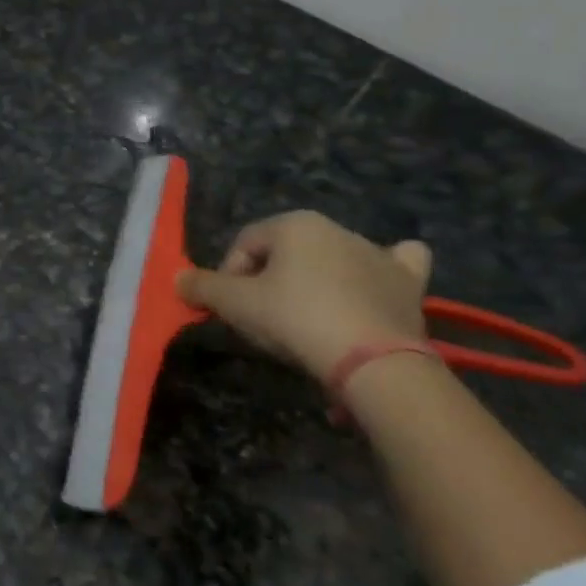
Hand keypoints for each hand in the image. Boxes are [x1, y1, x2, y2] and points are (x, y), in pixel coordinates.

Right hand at [175, 211, 432, 385]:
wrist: (372, 361)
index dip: (229, 277)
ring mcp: (377, 254)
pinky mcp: (408, 282)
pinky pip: (395, 263)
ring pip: (333, 258)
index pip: (244, 244)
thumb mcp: (235, 305)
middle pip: (286, 253)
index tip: (231, 310)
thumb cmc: (295, 319)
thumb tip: (177, 279)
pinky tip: (374, 284)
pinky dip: (383, 270)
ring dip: (316, 280)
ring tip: (308, 320)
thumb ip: (202, 287)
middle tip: (264, 320)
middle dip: (270, 282)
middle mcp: (336, 228)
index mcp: (294, 224)